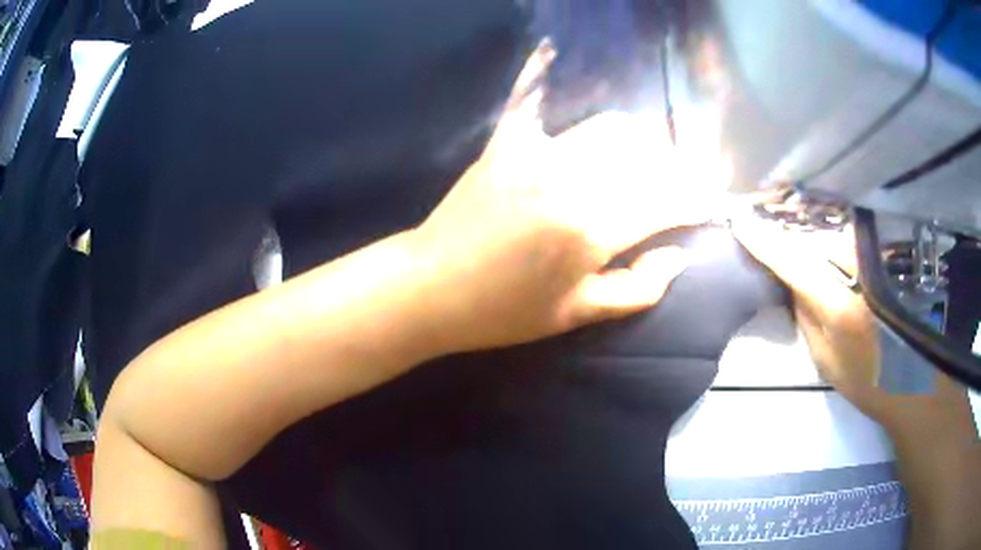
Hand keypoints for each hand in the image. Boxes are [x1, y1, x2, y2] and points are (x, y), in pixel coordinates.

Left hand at [411, 44, 706, 353]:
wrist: (430, 286)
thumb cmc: (503, 312)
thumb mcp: (576, 314)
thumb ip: (638, 287)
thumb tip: (680, 256)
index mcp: (592, 229)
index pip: (666, 199)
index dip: (695, 199)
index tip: (707, 202)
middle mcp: (571, 179)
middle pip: (646, 152)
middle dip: (674, 167)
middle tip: (677, 185)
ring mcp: (537, 153)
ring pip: (611, 127)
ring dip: (640, 140)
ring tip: (644, 161)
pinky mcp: (509, 142)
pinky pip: (547, 106)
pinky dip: (573, 108)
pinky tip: (576, 104)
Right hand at [731, 215, 974, 435]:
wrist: (913, 377)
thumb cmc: (868, 379)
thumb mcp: (826, 359)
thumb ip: (807, 316)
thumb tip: (792, 280)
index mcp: (841, 305)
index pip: (795, 263)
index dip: (766, 242)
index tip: (740, 223)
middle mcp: (860, 270)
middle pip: (814, 235)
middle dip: (786, 226)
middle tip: (762, 218)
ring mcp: (876, 257)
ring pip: (833, 229)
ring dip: (808, 225)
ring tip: (788, 222)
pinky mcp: (885, 254)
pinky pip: (850, 233)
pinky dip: (831, 230)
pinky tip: (821, 234)